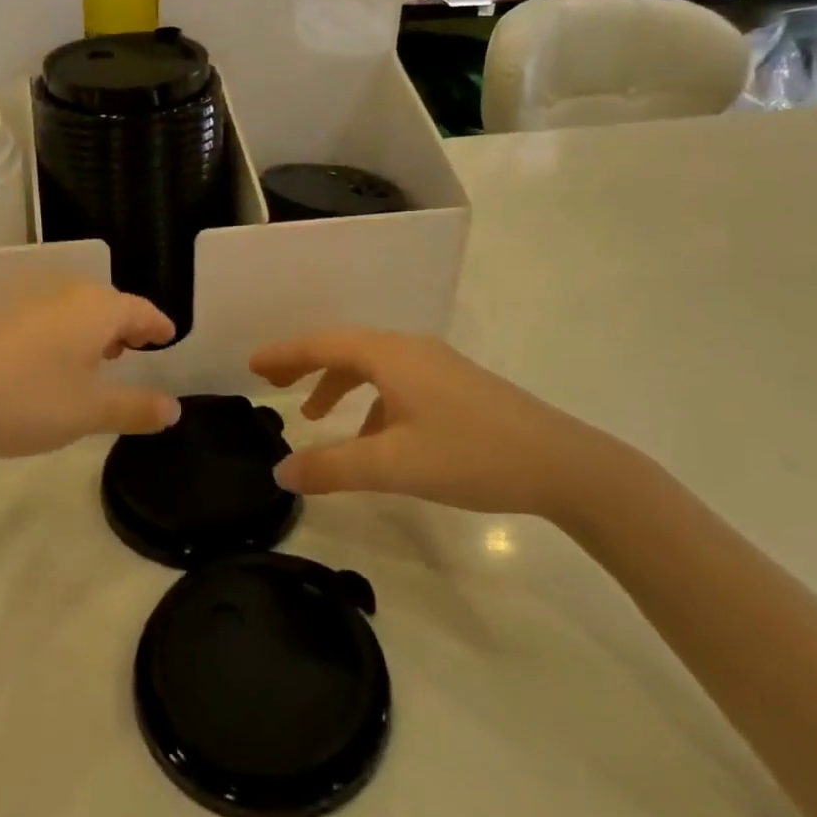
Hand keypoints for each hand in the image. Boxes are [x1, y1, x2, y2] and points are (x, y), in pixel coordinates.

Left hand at [0, 283, 179, 471]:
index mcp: (96, 310)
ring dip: (90, 332)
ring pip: (72, 311)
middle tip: (135, 351)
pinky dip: (59, 337)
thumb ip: (134, 408)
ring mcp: (25, 303)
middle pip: (107, 305)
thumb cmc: (26, 398)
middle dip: (125, 327)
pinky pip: (44, 320)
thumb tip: (174, 409)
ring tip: (95, 360)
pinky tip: (46, 366)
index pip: (141, 310)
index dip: (158, 326)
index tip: (169, 338)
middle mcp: (64, 296)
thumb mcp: (88, 412)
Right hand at [248, 328, 634, 520]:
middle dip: (306, 365)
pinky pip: (396, 383)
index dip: (285, 354)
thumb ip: (332, 469)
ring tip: (314, 416)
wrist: (563, 464)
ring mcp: (437, 366)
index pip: (323, 344)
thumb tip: (280, 472)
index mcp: (391, 355)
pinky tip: (371, 438)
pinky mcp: (455, 387)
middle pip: (345, 348)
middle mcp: (411, 350)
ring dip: (338, 385)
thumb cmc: (472, 455)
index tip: (252, 366)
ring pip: (372, 366)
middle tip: (272, 385)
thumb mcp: (393, 465)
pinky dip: (370, 402)